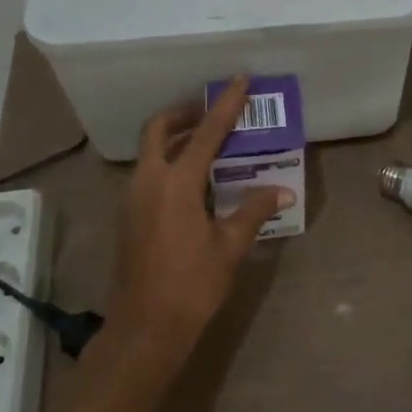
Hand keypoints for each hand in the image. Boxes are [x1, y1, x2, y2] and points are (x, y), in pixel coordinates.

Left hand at [108, 76, 290, 365]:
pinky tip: (194, 180)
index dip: (225, 105)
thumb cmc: (191, 286)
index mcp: (176, 184)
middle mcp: (148, 182)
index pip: (205, 133)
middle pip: (159, 130)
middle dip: (184, 113)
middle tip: (212, 111)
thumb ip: (254, 210)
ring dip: (175, 138)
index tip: (239, 80)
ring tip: (208, 142)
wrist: (143, 331)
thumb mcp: (230, 247)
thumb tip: (283, 189)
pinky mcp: (128, 216)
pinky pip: (148, 172)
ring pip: (150, 151)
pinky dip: (168, 161)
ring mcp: (133, 198)